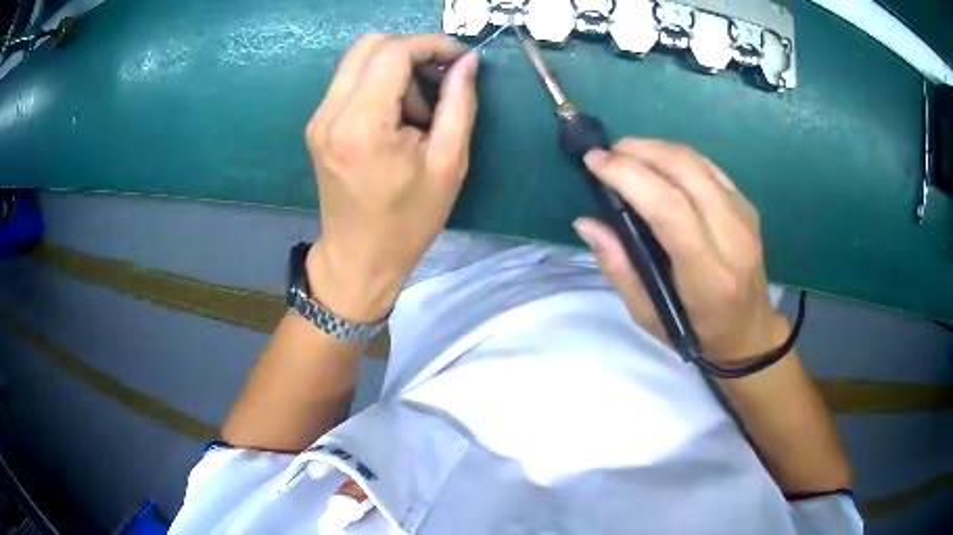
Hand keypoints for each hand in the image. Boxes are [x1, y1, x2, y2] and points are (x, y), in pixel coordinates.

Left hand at [303, 34, 478, 321]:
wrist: (359, 258)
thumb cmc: (408, 221)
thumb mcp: (449, 164)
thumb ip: (459, 104)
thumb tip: (467, 62)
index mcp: (362, 125)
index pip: (393, 52)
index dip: (431, 45)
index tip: (459, 59)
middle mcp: (330, 113)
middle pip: (370, 45)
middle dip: (412, 51)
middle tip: (439, 81)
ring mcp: (318, 118)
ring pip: (358, 59)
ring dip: (395, 68)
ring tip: (417, 109)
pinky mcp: (317, 124)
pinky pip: (349, 80)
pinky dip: (378, 82)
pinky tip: (396, 114)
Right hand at [574, 139, 789, 363]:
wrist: (749, 330)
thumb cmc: (697, 332)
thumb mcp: (648, 316)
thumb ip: (619, 268)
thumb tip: (587, 223)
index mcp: (708, 276)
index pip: (670, 210)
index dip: (630, 177)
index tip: (595, 162)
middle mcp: (733, 238)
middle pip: (685, 173)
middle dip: (640, 151)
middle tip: (607, 153)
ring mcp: (744, 217)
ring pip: (697, 162)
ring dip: (656, 148)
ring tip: (626, 153)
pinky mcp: (747, 206)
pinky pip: (707, 167)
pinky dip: (676, 157)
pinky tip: (657, 162)